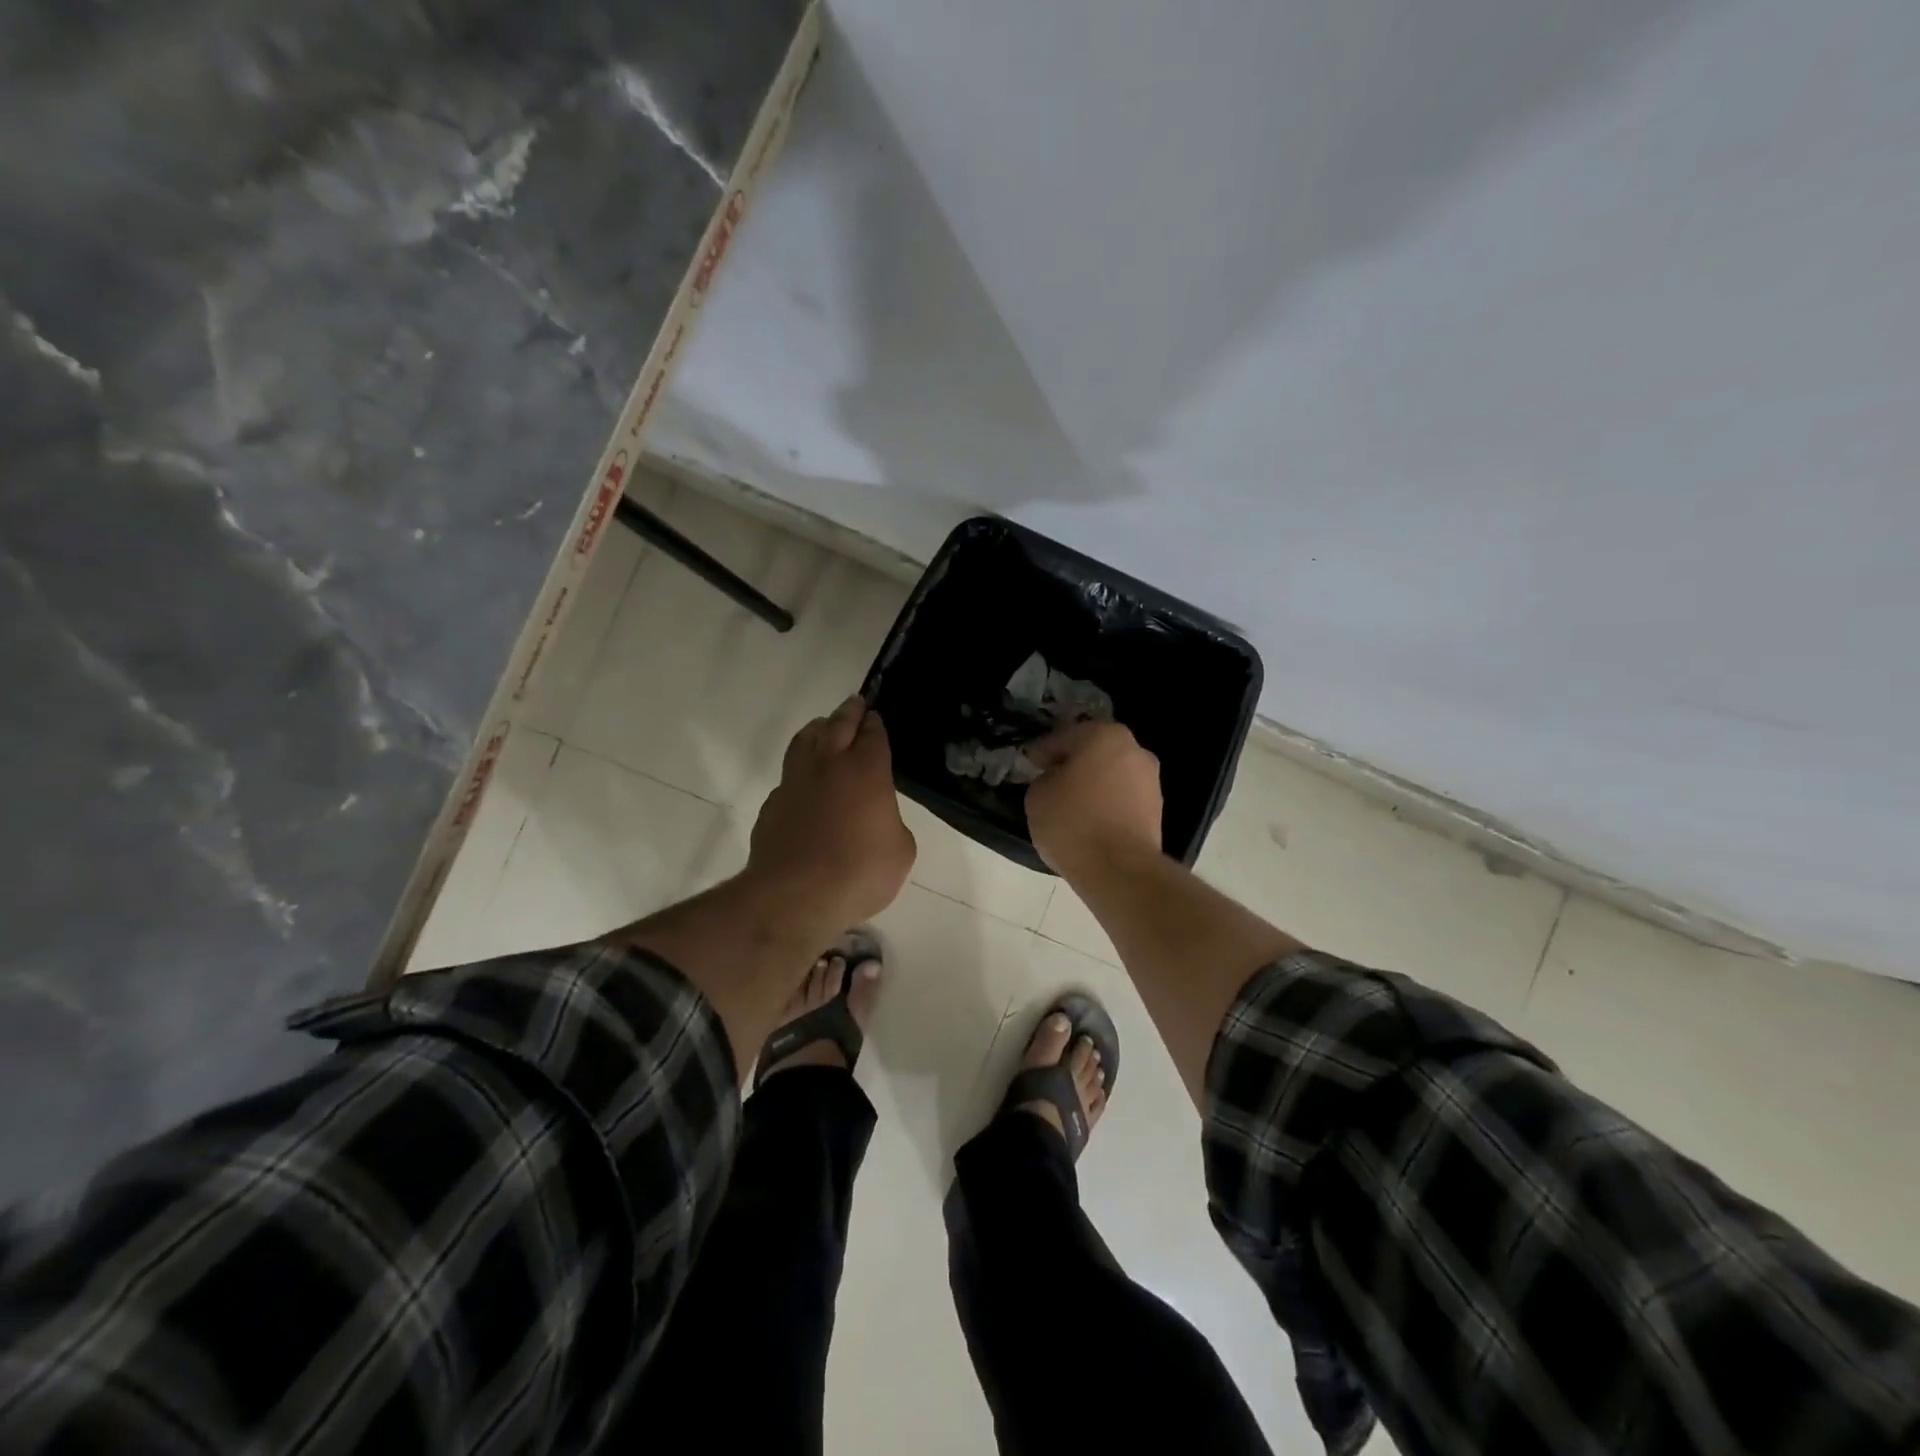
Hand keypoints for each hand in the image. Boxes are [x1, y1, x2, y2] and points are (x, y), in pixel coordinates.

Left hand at [748, 695, 916, 927]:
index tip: (876, 716)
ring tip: (824, 727)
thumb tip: (877, 819)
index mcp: (866, 770)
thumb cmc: (859, 872)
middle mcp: (828, 765)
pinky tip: (804, 782)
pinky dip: (799, 770)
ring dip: (818, 729)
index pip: (873, 734)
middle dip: (849, 711)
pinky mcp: (773, 805)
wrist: (794, 897)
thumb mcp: (901, 850)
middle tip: (856, 703)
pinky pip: (788, 776)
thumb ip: (892, 823)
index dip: (876, 723)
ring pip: (804, 740)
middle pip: (838, 724)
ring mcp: (794, 782)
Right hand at [1024, 721, 1163, 875]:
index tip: (1029, 764)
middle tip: (1050, 782)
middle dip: (1072, 765)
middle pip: (1093, 753)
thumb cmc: (1073, 823)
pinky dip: (1106, 805)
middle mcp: (1134, 750)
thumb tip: (1056, 780)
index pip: (1064, 737)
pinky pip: (1122, 800)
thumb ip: (1044, 778)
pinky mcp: (1157, 811)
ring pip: (1110, 776)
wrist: (1119, 870)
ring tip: (1069, 806)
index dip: (1042, 751)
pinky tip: (1089, 822)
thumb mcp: (1037, 796)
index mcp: (1104, 736)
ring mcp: (1150, 781)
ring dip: (1092, 786)